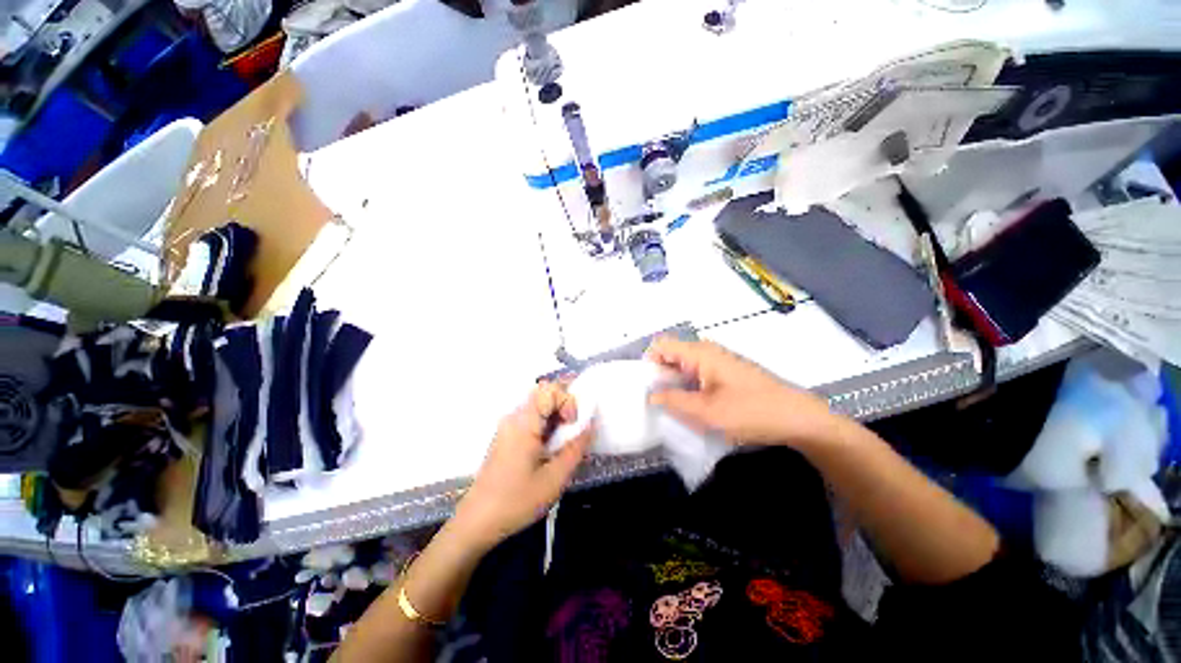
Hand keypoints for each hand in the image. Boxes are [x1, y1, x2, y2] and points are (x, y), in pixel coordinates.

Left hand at [453, 382, 593, 549]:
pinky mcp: (506, 436)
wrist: (477, 522)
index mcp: (523, 422)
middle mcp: (513, 417)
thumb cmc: (516, 501)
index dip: (567, 400)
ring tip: (562, 443)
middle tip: (570, 432)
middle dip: (564, 406)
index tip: (571, 425)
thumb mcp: (554, 479)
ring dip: (556, 416)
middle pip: (544, 393)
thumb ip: (576, 448)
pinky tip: (549, 449)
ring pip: (538, 405)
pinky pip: (531, 418)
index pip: (549, 389)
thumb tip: (590, 425)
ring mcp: (508, 426)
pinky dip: (546, 424)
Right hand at [646, 337, 839, 446]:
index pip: (661, 346)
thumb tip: (651, 395)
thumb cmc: (751, 411)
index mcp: (699, 353)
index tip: (646, 388)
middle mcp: (707, 351)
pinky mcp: (726, 373)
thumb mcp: (707, 412)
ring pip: (684, 367)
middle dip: (660, 377)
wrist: (797, 418)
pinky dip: (689, 388)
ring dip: (675, 385)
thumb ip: (674, 401)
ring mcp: (718, 362)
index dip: (648, 363)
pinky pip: (698, 375)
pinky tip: (693, 407)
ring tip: (673, 408)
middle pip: (672, 356)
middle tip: (657, 403)